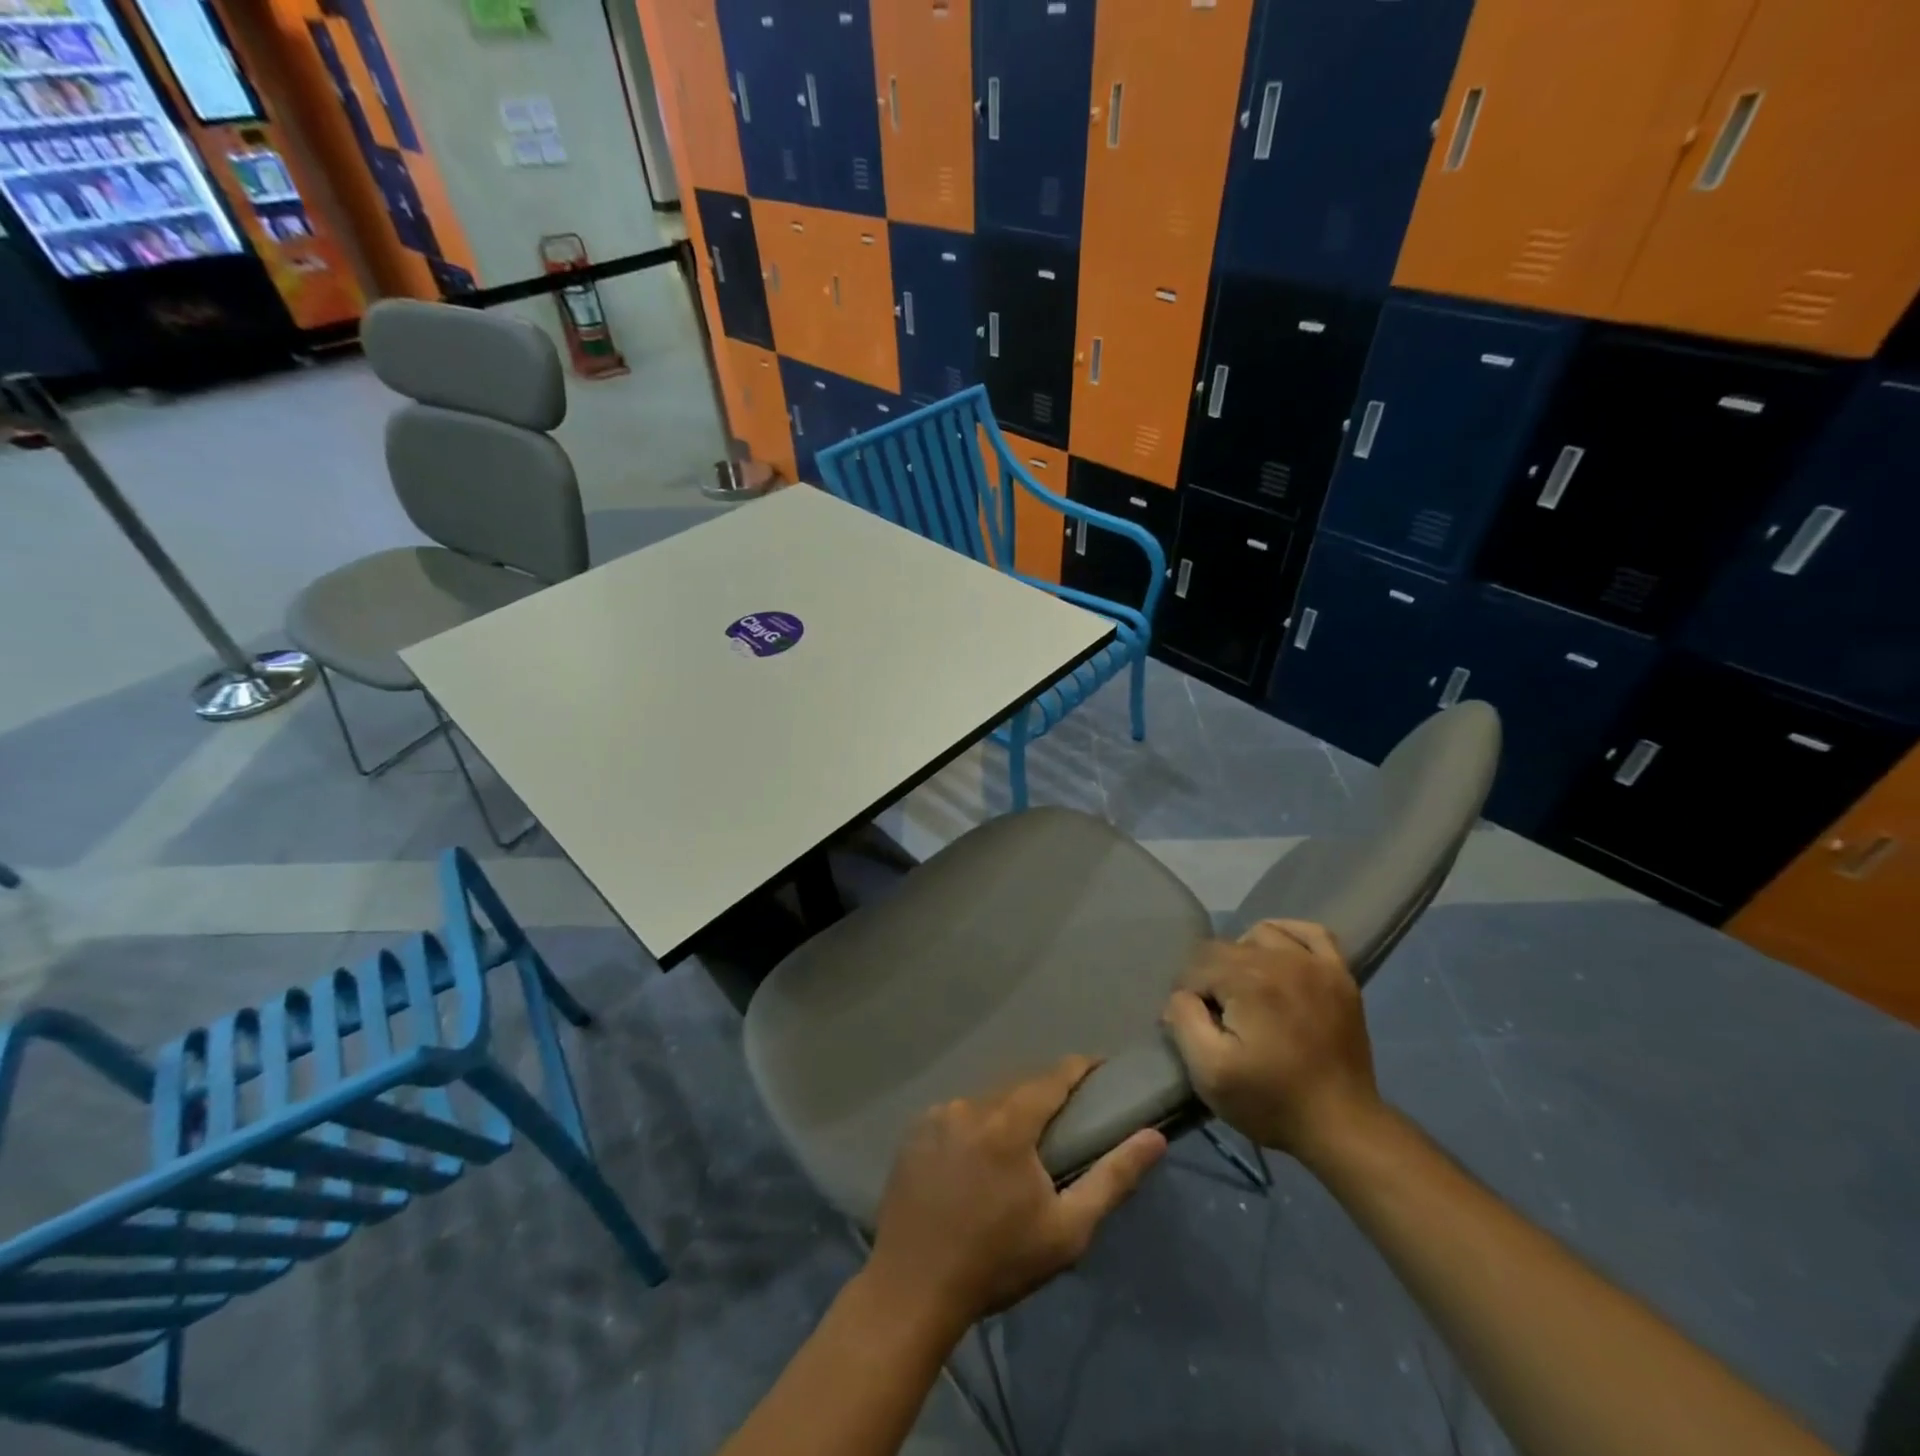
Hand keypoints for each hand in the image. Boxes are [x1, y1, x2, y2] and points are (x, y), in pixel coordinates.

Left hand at [866, 1057, 1166, 1329]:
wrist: (913, 1290)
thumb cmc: (997, 1262)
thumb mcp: (1066, 1230)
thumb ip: (1113, 1178)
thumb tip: (1154, 1137)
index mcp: (1009, 1122)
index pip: (1053, 1076)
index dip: (1080, 1068)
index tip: (1101, 1069)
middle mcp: (970, 1105)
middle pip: (1018, 1088)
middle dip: (1044, 1097)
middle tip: (1065, 1123)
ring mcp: (937, 1115)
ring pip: (985, 1101)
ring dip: (1006, 1114)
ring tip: (1019, 1148)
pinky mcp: (914, 1132)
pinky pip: (955, 1116)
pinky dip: (973, 1128)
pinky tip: (974, 1161)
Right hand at [1161, 919, 1381, 1162]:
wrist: (1342, 1127)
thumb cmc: (1271, 1101)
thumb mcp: (1208, 1072)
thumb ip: (1184, 1020)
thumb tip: (1181, 995)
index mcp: (1247, 980)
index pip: (1196, 967)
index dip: (1188, 997)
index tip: (1194, 1028)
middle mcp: (1281, 959)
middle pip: (1224, 948)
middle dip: (1211, 978)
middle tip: (1218, 1018)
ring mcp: (1315, 964)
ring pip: (1260, 935)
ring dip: (1244, 956)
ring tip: (1245, 991)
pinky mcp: (1339, 976)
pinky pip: (1310, 932)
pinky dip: (1288, 936)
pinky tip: (1278, 957)